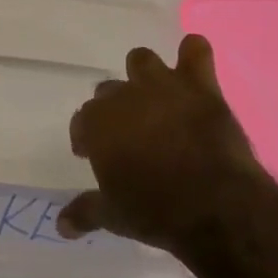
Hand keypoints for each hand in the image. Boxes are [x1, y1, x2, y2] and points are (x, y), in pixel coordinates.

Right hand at [58, 35, 266, 249]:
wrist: (217, 207)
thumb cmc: (157, 212)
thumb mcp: (115, 217)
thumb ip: (85, 212)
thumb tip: (60, 226)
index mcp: (97, 124)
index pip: (82, 121)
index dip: (87, 139)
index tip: (92, 155)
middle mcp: (124, 96)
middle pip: (108, 91)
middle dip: (115, 109)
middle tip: (129, 137)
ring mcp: (162, 87)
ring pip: (141, 60)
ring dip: (145, 75)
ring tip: (156, 98)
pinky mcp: (200, 87)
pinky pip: (196, 52)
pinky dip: (193, 54)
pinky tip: (193, 63)